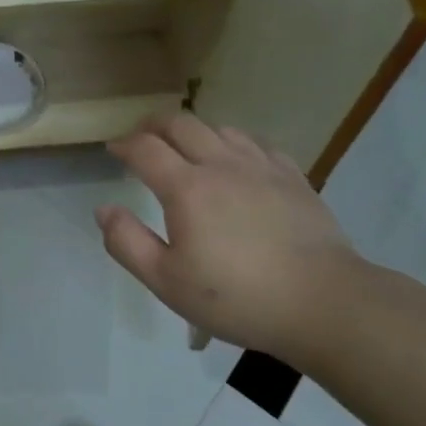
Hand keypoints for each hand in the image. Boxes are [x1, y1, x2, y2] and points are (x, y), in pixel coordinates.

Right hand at [96, 115, 368, 369]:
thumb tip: (104, 209)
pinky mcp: (292, 177)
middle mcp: (221, 164)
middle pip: (181, 124)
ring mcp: (261, 166)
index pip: (145, 149)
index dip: (124, 144)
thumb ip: (127, 243)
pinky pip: (256, 144)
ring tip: (187, 150)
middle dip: (154, 126)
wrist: (322, 302)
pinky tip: (237, 162)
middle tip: (143, 140)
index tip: (114, 150)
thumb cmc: (237, 297)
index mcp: (186, 188)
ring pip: (219, 128)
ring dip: (194, 132)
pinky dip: (234, 144)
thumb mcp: (167, 282)